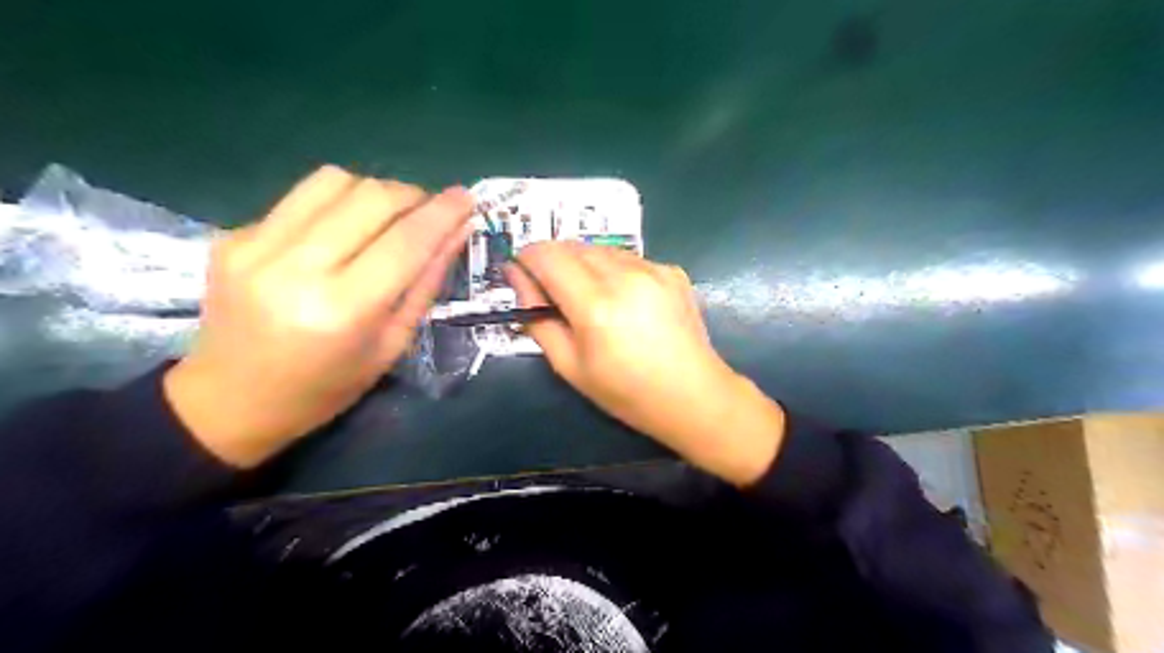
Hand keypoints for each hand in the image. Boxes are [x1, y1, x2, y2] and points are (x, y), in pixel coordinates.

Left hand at [163, 165, 472, 466]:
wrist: (230, 400)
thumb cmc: (326, 388)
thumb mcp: (392, 345)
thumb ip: (426, 283)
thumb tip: (458, 231)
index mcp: (342, 310)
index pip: (405, 242)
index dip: (443, 213)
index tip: (466, 198)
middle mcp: (295, 269)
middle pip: (370, 197)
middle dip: (412, 195)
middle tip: (429, 211)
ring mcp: (255, 246)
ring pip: (334, 181)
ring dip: (374, 192)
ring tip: (387, 217)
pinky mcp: (233, 235)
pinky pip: (302, 198)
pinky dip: (337, 205)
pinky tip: (341, 233)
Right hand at [505, 242, 784, 484]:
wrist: (694, 396)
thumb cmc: (627, 392)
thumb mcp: (570, 367)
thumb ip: (538, 320)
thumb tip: (518, 281)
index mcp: (596, 305)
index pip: (546, 255)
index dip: (526, 260)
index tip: (521, 277)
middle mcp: (625, 275)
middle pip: (571, 246)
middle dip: (552, 263)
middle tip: (554, 296)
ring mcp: (653, 268)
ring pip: (599, 249)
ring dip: (582, 265)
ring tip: (591, 301)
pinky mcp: (671, 269)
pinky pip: (626, 258)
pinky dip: (612, 270)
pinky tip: (623, 301)